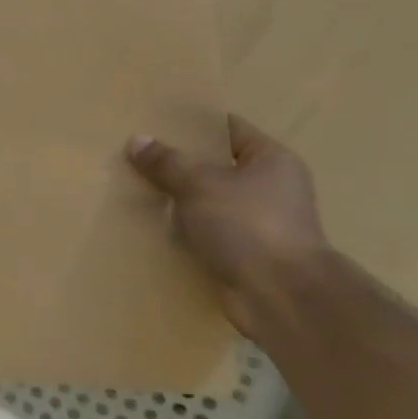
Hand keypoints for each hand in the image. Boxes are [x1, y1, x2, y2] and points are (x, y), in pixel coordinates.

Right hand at [125, 116, 328, 312]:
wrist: (280, 296)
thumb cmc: (247, 224)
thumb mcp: (198, 184)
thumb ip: (166, 162)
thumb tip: (136, 140)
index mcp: (272, 160)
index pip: (230, 129)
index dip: (195, 125)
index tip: (158, 122)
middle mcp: (272, 189)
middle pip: (218, 167)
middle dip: (181, 164)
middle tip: (139, 155)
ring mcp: (261, 224)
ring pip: (210, 203)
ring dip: (180, 201)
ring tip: (138, 190)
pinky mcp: (246, 255)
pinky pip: (208, 234)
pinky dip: (186, 232)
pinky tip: (154, 227)